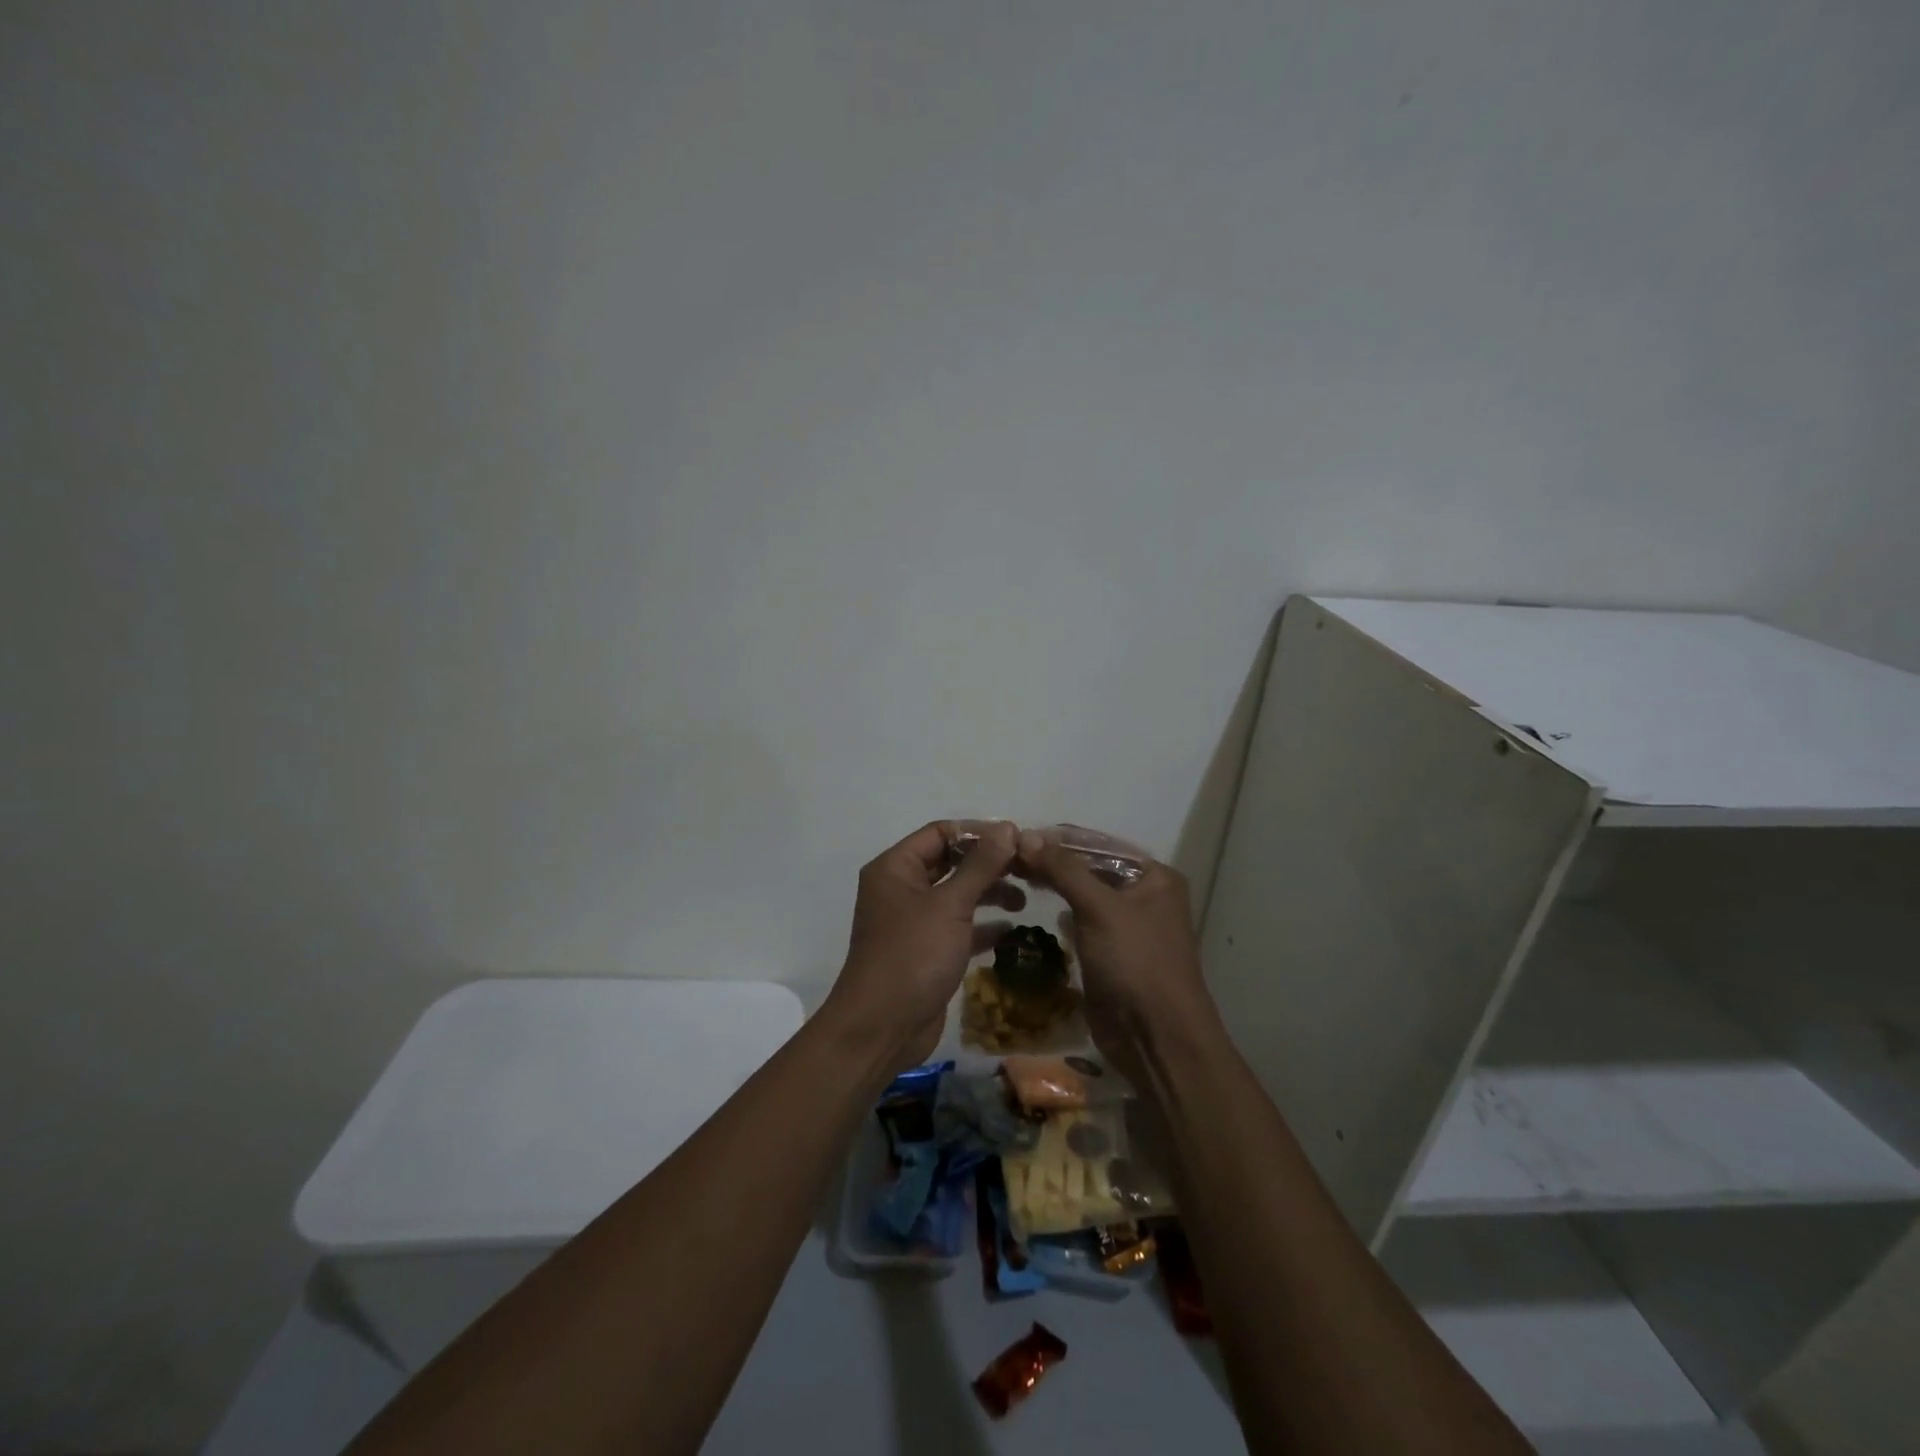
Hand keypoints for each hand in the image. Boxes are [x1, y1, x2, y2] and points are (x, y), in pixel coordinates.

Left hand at [825, 820, 1023, 1072]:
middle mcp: (902, 889)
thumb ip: (981, 865)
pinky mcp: (927, 951)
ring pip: (956, 895)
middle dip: (988, 864)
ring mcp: (914, 921)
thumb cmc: (912, 955)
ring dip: (989, 893)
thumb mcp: (950, 905)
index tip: (1015, 839)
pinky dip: (983, 925)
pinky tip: (1012, 929)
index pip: (939, 833)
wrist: (882, 1028)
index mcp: (895, 868)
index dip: (977, 832)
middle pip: (950, 862)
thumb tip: (1007, 827)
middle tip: (1028, 868)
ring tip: (1024, 899)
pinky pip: (959, 927)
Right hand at [1016, 829, 1216, 1081]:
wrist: (1156, 1038)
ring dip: (1054, 884)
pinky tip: (1034, 905)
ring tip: (1015, 874)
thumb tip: (1025, 835)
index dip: (1060, 838)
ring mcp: (1127, 926)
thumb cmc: (1136, 963)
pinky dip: (1060, 912)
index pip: (1100, 843)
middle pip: (1091, 867)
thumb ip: (1063, 869)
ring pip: (1084, 894)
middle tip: (1009, 856)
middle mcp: (1144, 895)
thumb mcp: (1100, 908)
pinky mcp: (1110, 952)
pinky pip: (1081, 921)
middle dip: (1053, 860)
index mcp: (1154, 876)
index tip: (1018, 832)